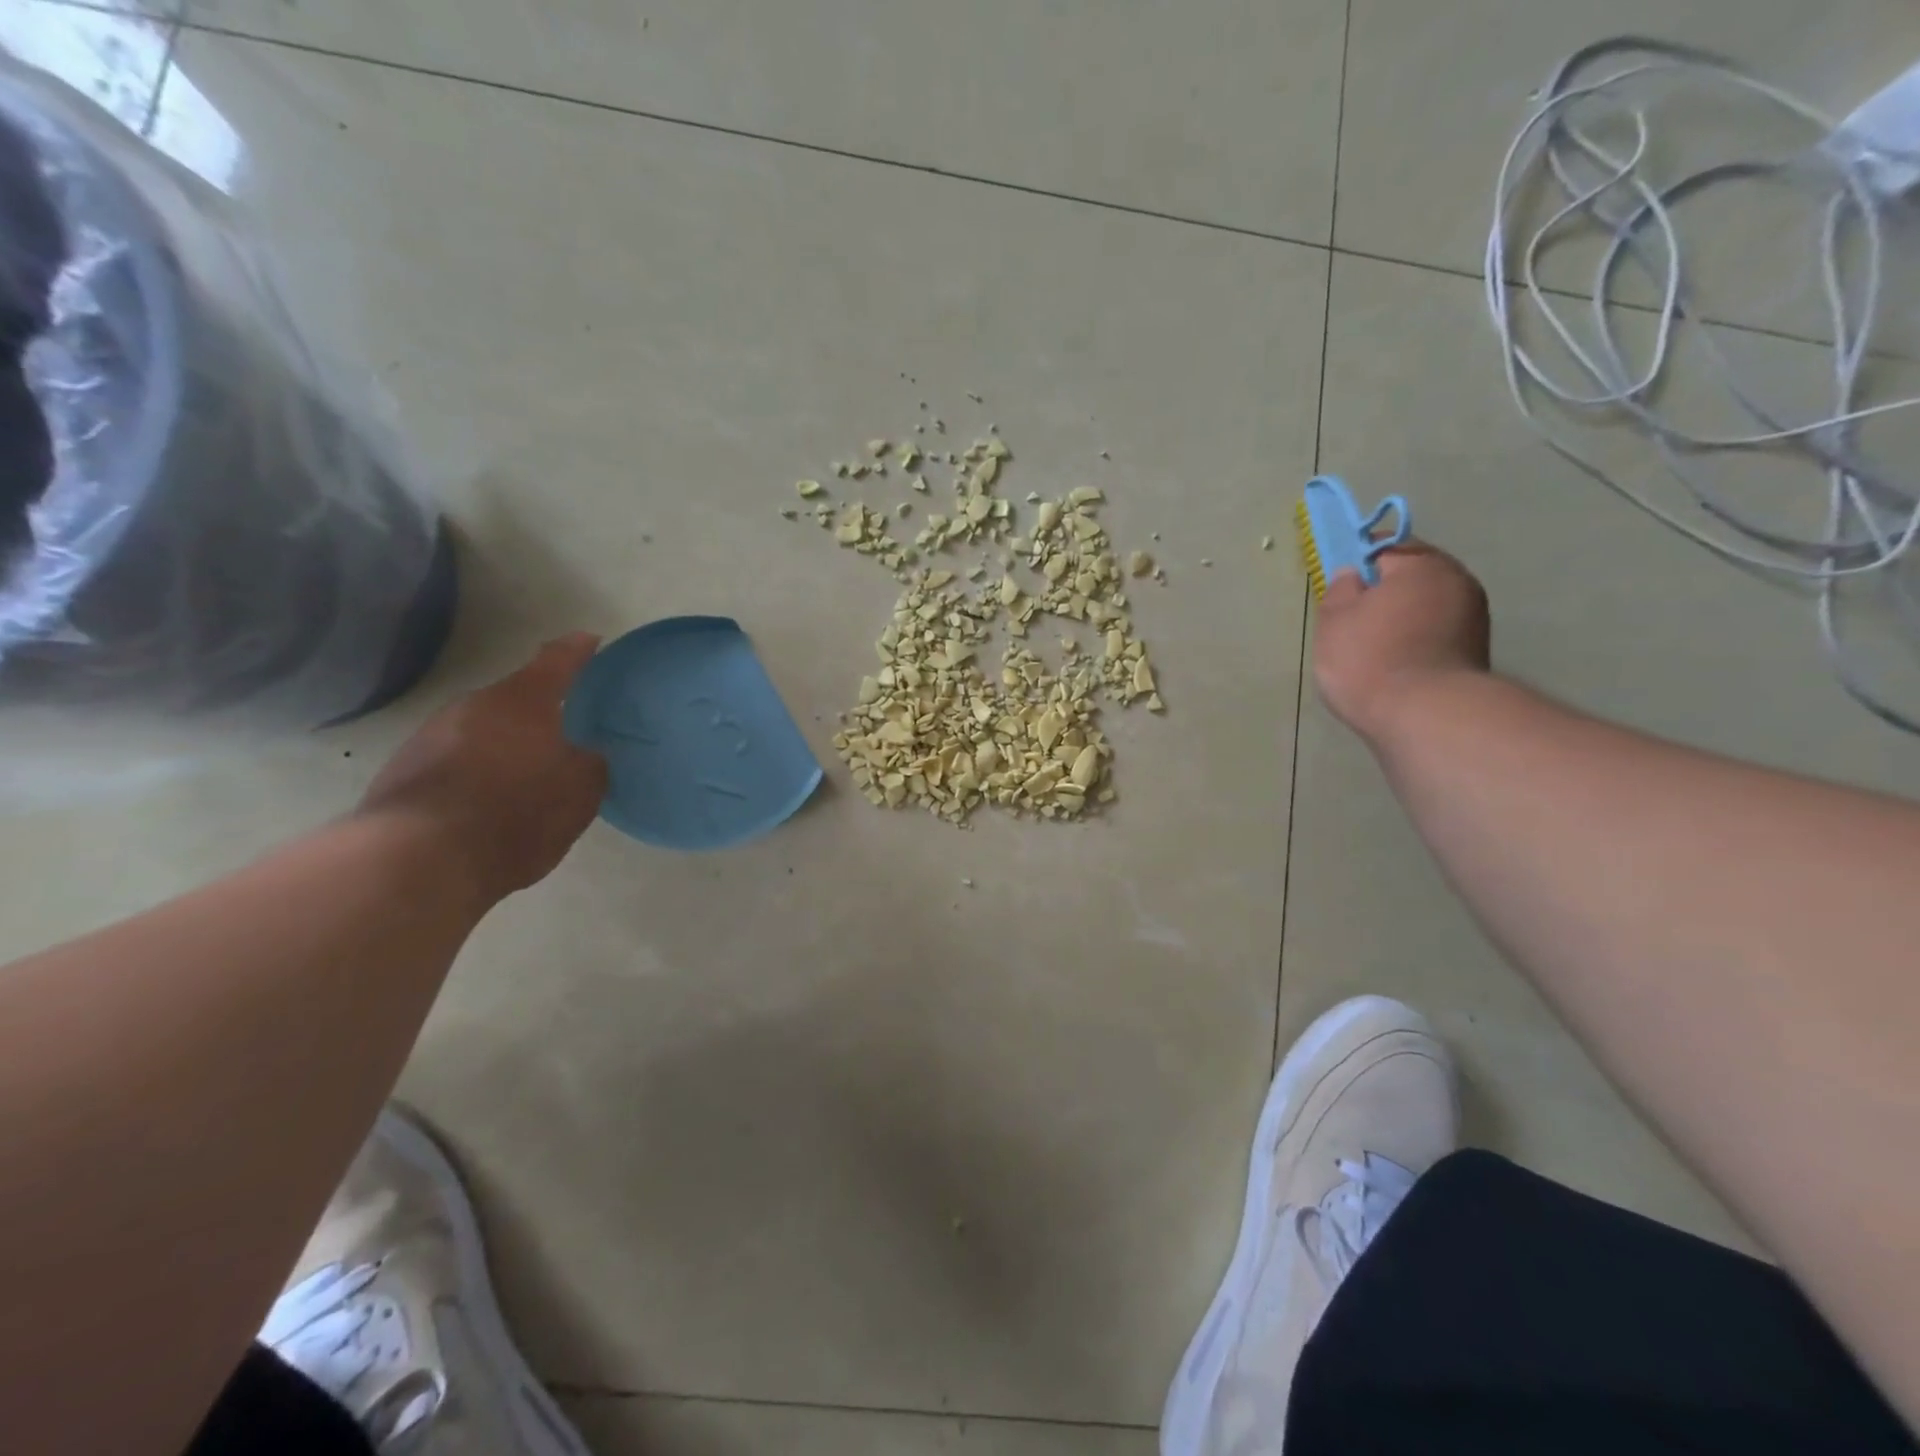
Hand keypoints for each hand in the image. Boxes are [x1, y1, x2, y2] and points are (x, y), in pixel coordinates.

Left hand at [358, 634, 609, 903]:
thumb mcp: (580, 791)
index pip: (558, 660)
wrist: (419, 860)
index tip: (591, 641)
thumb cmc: (517, 813)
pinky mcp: (404, 771)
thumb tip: (584, 754)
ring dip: (505, 743)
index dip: (578, 650)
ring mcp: (431, 736)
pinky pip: (456, 760)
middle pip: (515, 698)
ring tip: (529, 772)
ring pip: (482, 729)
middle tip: (567, 730)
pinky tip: (491, 801)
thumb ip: (590, 763)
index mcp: (522, 700)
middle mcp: (473, 706)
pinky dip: (478, 771)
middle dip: (540, 711)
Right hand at [1312, 542, 1490, 748]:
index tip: (1341, 586)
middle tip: (1353, 618)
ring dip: (1402, 617)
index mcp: (1422, 565)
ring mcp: (1473, 617)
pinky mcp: (1476, 651)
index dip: (1358, 562)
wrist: (1424, 716)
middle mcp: (1457, 581)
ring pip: (1426, 605)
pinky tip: (1396, 663)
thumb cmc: (1370, 659)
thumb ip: (1339, 590)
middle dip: (1384, 591)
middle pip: (1412, 576)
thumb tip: (1352, 576)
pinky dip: (1416, 640)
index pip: (1385, 547)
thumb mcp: (1334, 620)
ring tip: (1373, 646)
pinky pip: (1436, 632)